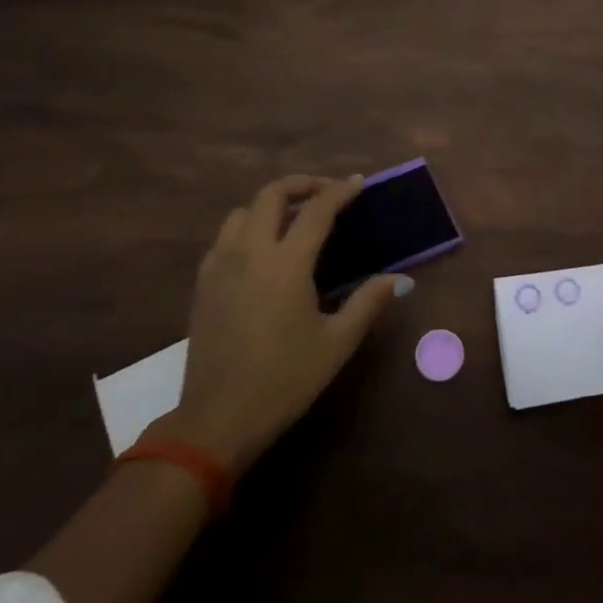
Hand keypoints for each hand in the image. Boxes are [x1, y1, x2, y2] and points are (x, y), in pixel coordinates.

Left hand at [154, 174, 402, 474]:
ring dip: (270, 204)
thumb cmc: (285, 380)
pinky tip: (262, 251)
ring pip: (242, 212)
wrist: (218, 420)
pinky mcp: (203, 284)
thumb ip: (368, 303)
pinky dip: (247, 227)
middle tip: (326, 193)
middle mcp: (250, 253)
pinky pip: (225, 237)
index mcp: (286, 264)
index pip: (316, 210)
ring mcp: (220, 266)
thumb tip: (399, 279)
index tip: (358, 183)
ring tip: (293, 218)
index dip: (340, 191)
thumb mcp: (336, 343)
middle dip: (302, 184)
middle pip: (271, 194)